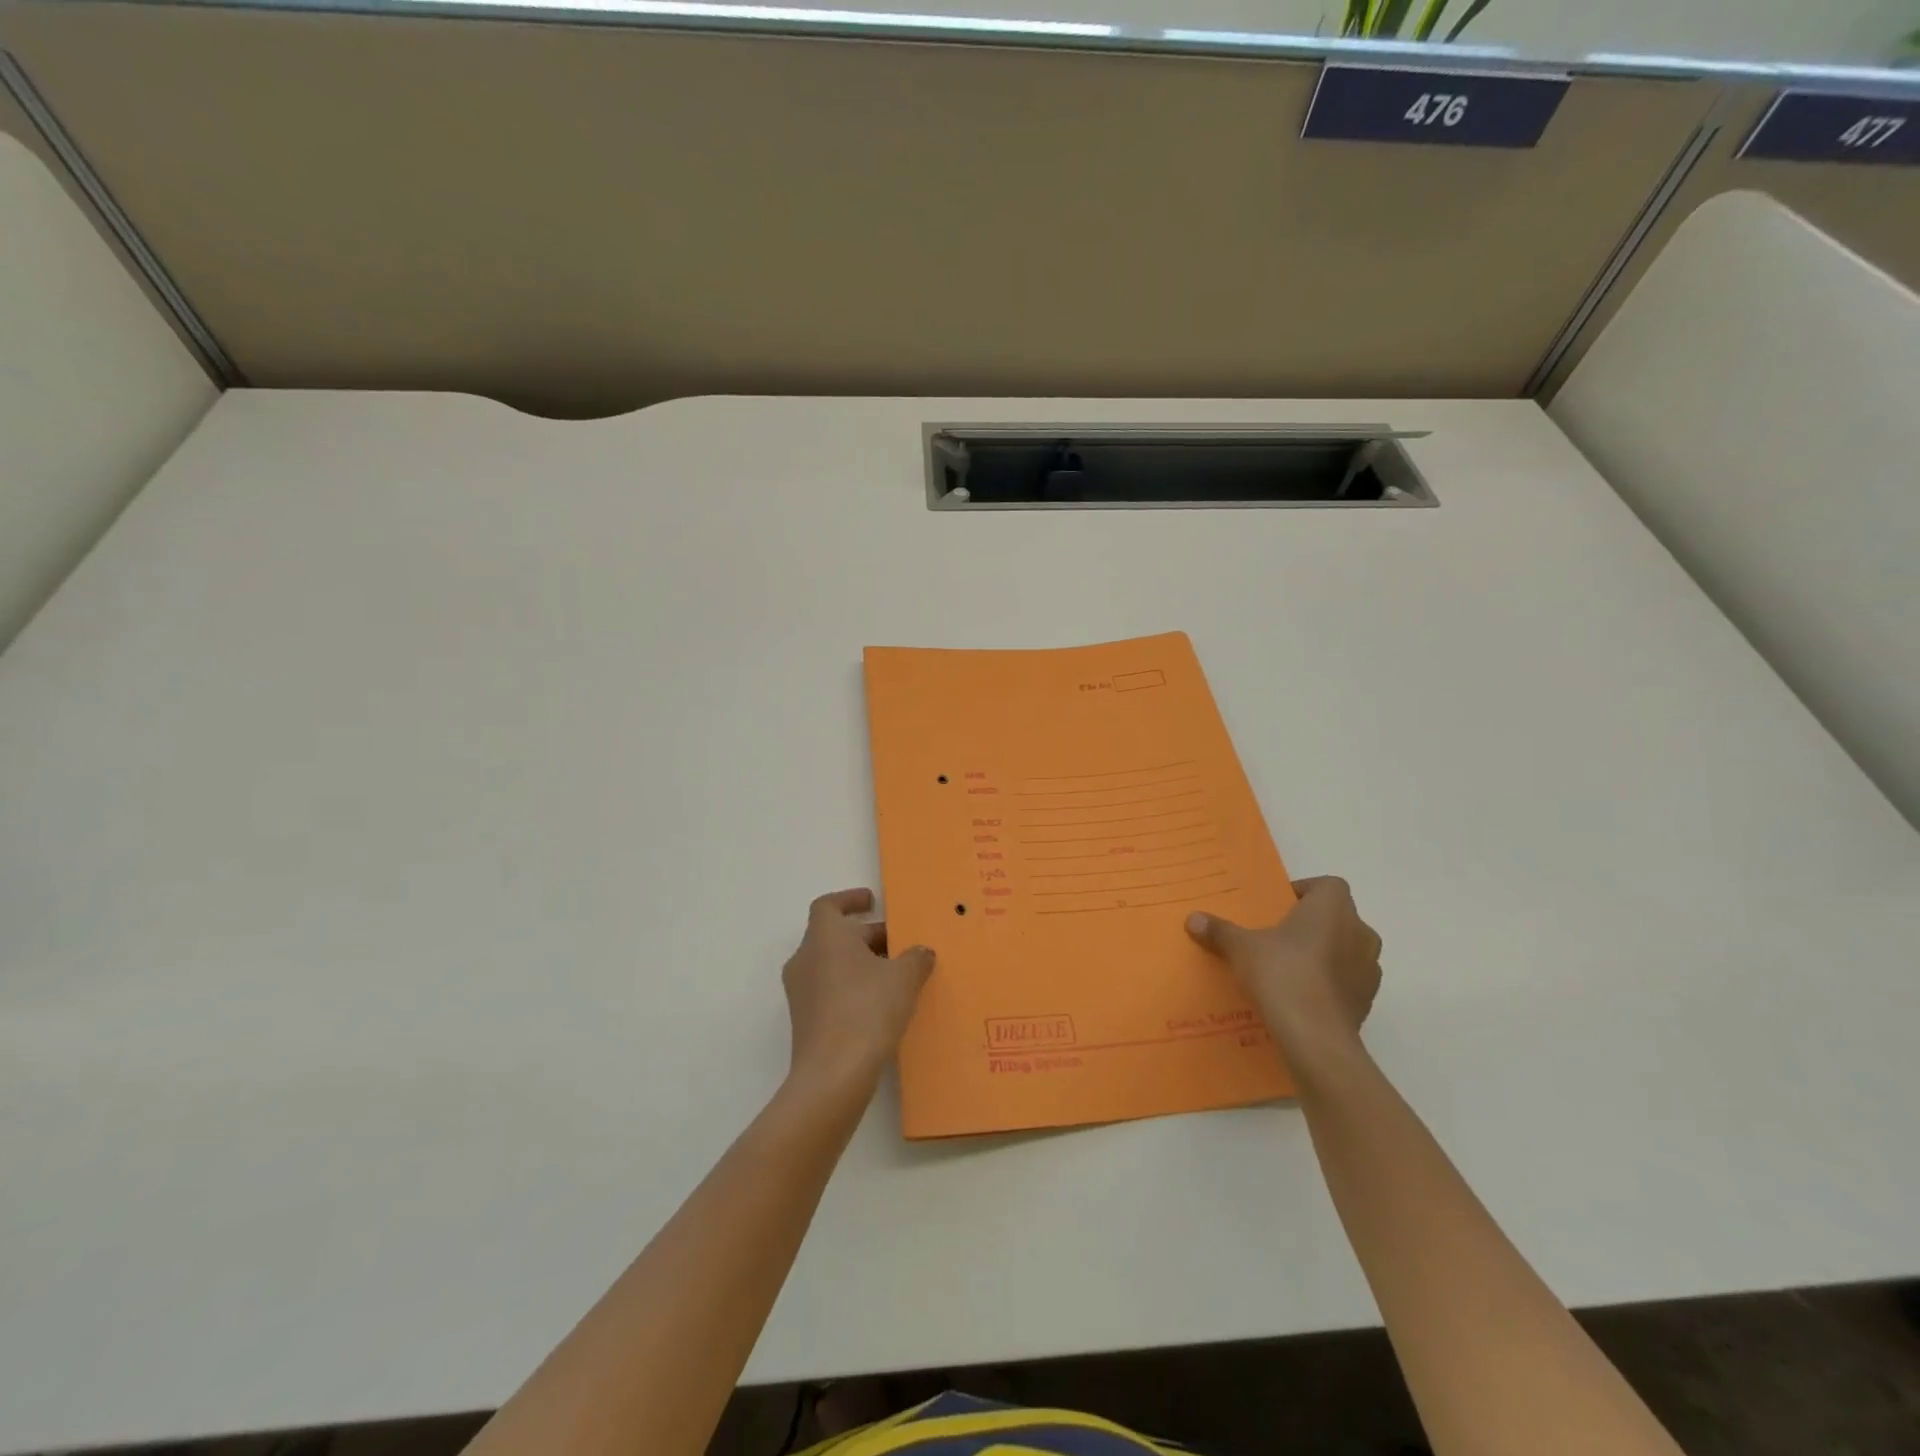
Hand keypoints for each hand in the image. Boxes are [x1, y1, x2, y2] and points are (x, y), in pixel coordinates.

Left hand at [782, 889, 934, 1094]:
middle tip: (899, 944)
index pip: (829, 905)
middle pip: (834, 936)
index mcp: (824, 937)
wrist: (833, 1075)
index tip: (873, 902)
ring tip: (896, 975)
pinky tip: (881, 1005)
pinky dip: (852, 988)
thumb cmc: (867, 1010)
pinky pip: (830, 991)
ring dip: (861, 964)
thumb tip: (921, 952)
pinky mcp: (805, 1020)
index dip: (850, 900)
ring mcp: (801, 992)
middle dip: (867, 936)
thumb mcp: (904, 978)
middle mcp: (806, 959)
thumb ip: (915, 958)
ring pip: (832, 964)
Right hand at [1187, 876, 1380, 1056]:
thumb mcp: (1241, 948)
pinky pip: (1347, 982)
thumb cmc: (1282, 974)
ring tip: (1289, 969)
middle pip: (1337, 918)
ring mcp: (1369, 969)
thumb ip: (1220, 930)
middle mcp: (1360, 931)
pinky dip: (1329, 984)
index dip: (1304, 892)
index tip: (1278, 909)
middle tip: (1279, 938)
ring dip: (1324, 955)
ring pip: (1346, 950)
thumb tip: (1193, 918)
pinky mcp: (1367, 1001)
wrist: (1315, 1037)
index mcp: (1333, 908)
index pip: (1327, 886)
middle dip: (1312, 925)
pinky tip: (1301, 997)